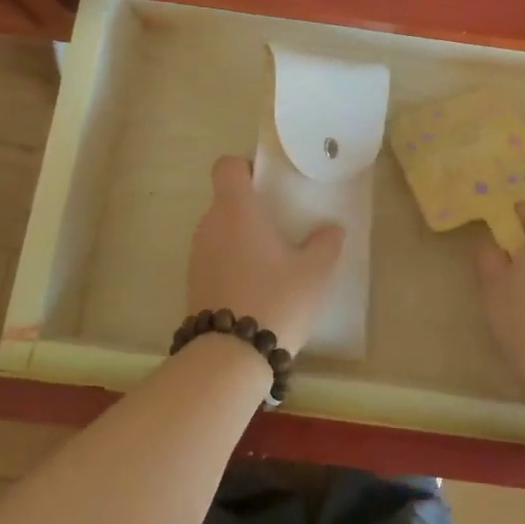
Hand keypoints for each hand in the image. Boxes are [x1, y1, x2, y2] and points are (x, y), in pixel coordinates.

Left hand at [186, 156, 343, 355]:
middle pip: (226, 200)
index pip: (227, 167)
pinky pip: (214, 258)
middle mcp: (210, 225)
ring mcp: (197, 255)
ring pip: (220, 231)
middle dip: (251, 208)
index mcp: (236, 210)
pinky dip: (232, 263)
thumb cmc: (276, 299)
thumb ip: (325, 244)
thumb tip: (332, 229)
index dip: (245, 167)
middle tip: (281, 226)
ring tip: (272, 262)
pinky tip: (256, 288)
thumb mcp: (314, 272)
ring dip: (241, 238)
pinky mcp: (193, 283)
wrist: (230, 357)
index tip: (268, 184)